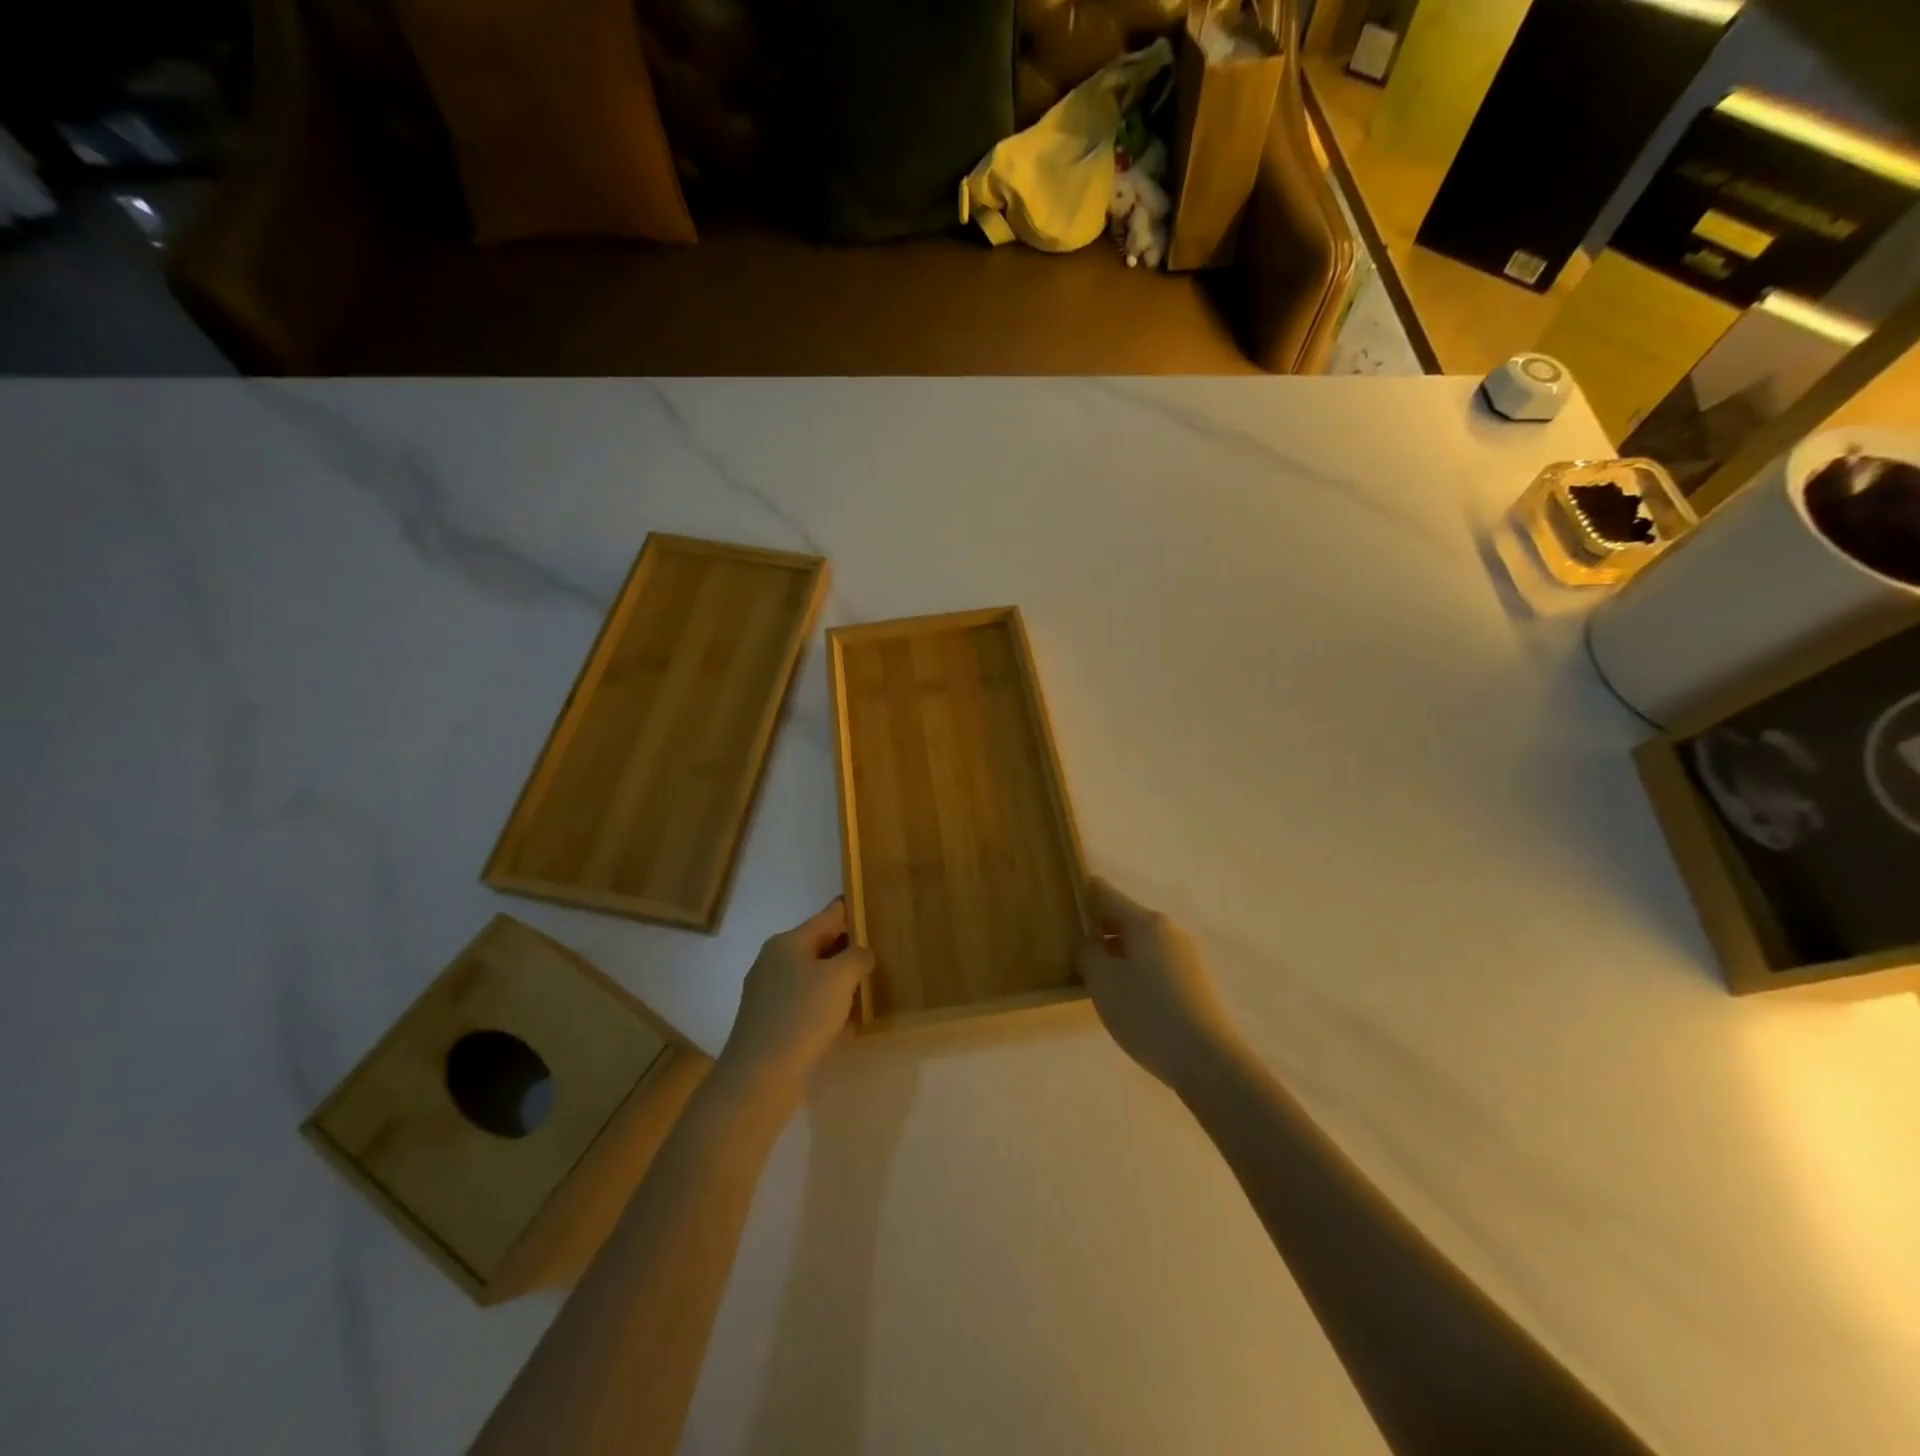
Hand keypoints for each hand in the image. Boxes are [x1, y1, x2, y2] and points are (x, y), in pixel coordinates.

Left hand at [718, 899, 872, 1099]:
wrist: (759, 1076)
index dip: (851, 911)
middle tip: (878, 952)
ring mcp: (767, 991)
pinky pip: (804, 1001)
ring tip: (866, 986)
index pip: (828, 916)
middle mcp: (773, 960)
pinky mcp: (768, 1020)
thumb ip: (857, 957)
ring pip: (811, 975)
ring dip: (837, 979)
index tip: (872, 907)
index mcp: (788, 942)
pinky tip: (843, 1019)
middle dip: (847, 948)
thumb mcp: (840, 978)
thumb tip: (861, 953)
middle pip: (818, 945)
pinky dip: (824, 1003)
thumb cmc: (802, 1015)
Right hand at [1075, 878, 1240, 1091]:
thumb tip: (1087, 941)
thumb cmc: (1147, 1014)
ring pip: (1140, 943)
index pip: (1106, 894)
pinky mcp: (1193, 982)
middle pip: (1125, 918)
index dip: (1083, 892)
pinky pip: (1154, 963)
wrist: (1207, 1061)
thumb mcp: (1103, 982)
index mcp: (1145, 922)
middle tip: (1069, 942)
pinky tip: (1123, 995)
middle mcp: (1168, 930)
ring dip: (1116, 951)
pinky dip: (1134, 969)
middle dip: (1098, 927)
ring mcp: (1185, 956)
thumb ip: (1087, 953)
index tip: (1063, 896)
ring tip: (1092, 973)